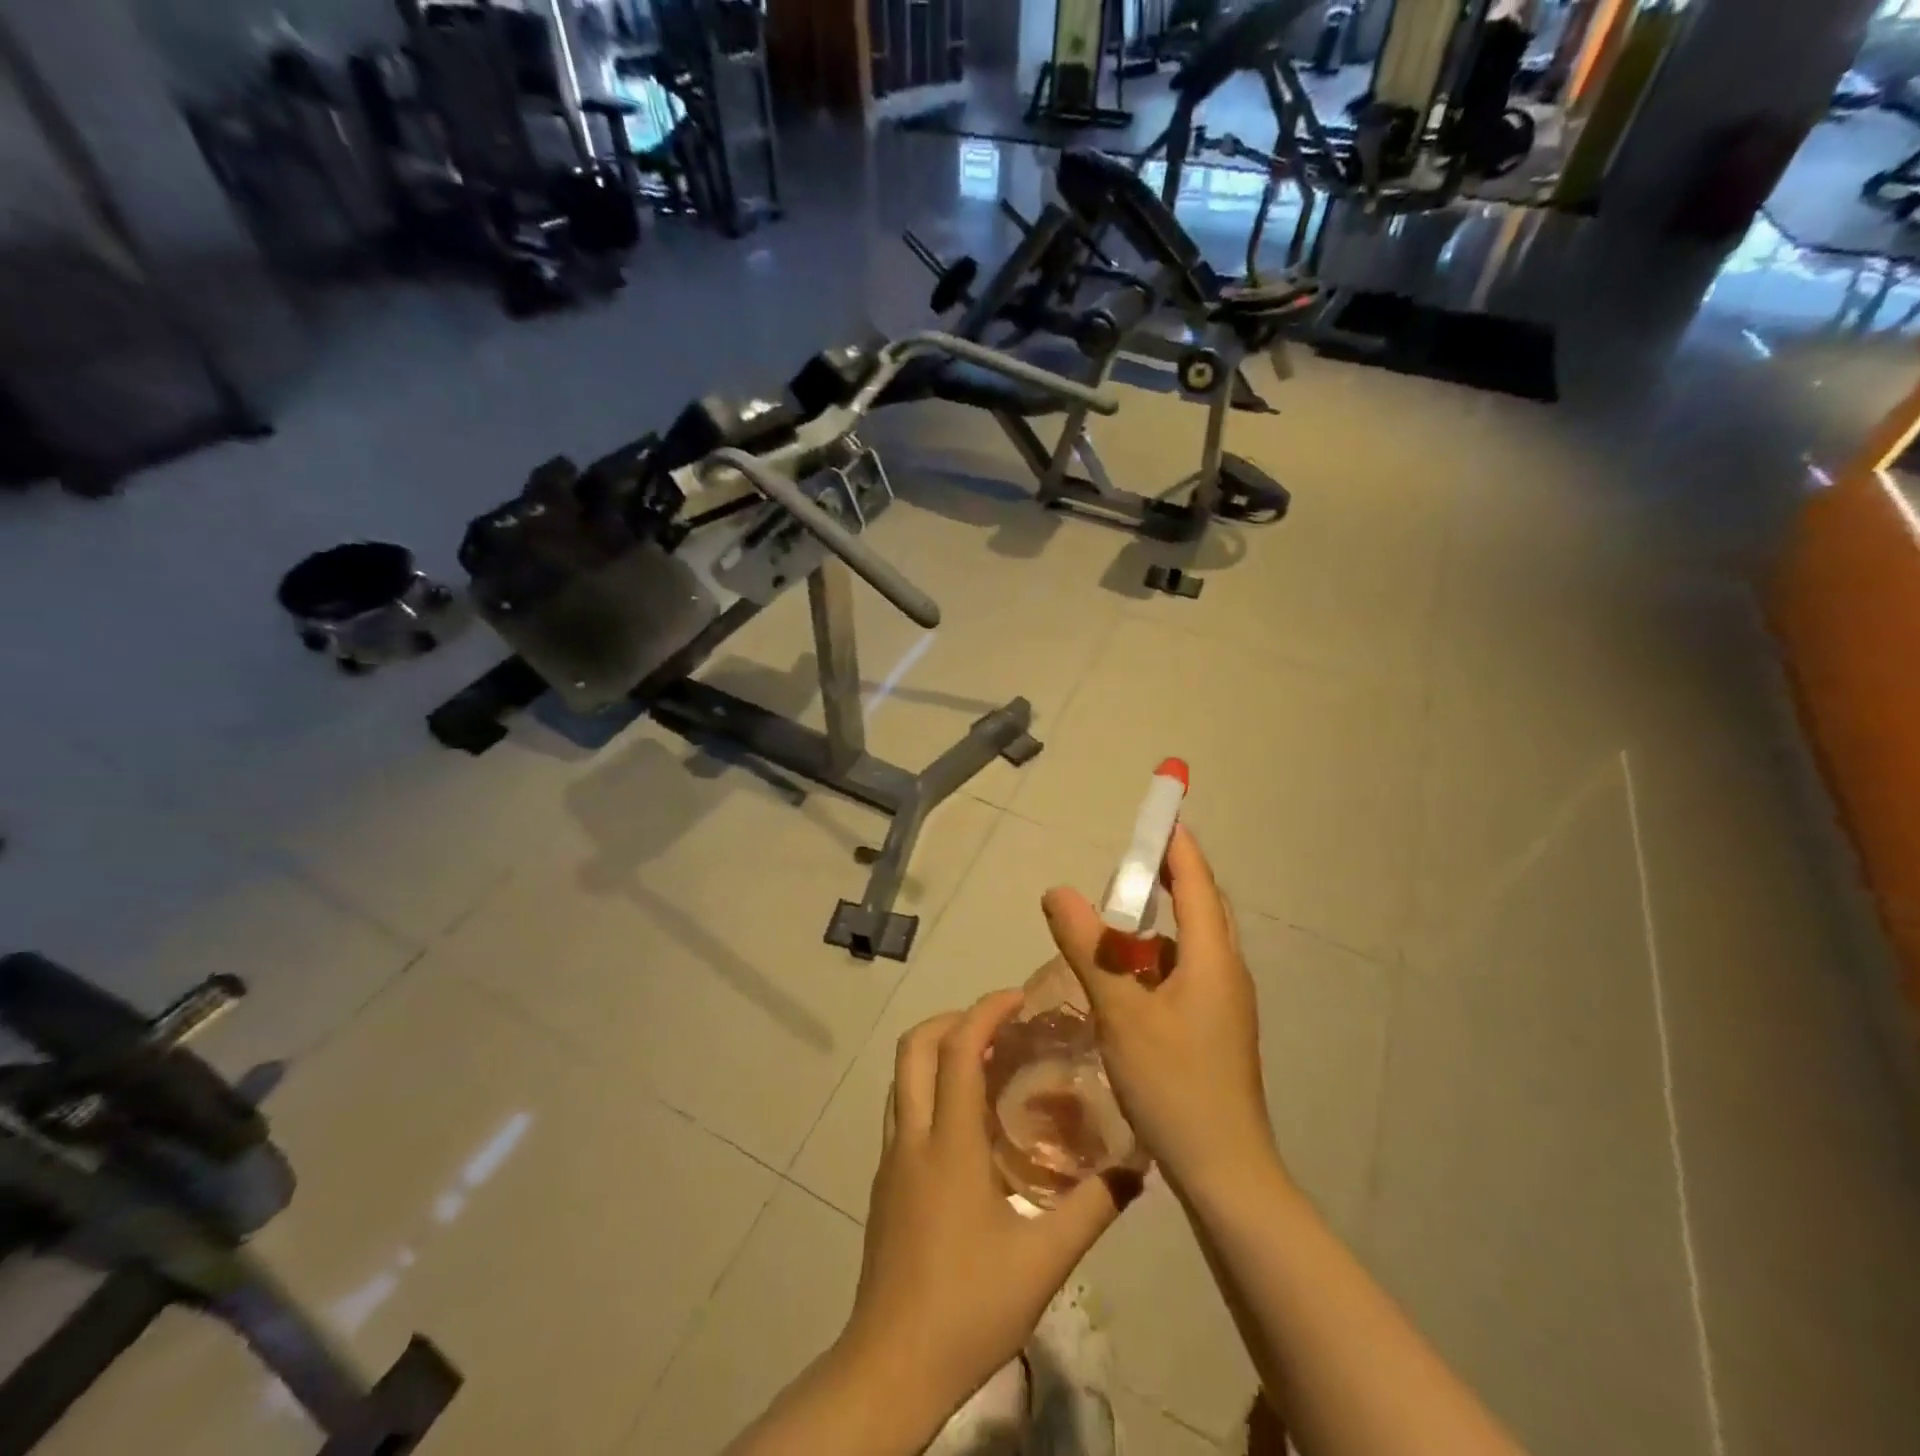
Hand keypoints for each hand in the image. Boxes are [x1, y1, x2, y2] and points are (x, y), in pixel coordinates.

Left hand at [838, 992, 1131, 1435]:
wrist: (893, 1364)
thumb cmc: (969, 1306)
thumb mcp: (1045, 1260)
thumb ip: (1093, 1207)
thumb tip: (1138, 1166)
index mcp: (949, 1142)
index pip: (958, 1049)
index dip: (985, 1012)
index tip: (1018, 998)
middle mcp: (912, 1136)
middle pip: (915, 1047)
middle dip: (954, 1020)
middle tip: (999, 1027)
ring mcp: (891, 1158)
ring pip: (902, 1076)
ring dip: (938, 1051)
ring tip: (986, 1063)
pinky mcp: (884, 1181)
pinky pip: (903, 1109)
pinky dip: (930, 1087)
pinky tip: (966, 1123)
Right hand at [1041, 825, 1278, 1198]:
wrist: (1224, 1172)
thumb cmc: (1175, 1084)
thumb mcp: (1121, 1011)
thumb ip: (1089, 947)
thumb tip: (1058, 891)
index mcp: (1212, 957)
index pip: (1196, 880)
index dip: (1176, 843)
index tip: (1158, 812)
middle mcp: (1226, 971)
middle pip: (1199, 906)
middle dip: (1167, 877)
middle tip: (1126, 863)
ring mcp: (1224, 1003)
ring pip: (1191, 944)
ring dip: (1158, 923)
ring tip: (1114, 919)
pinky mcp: (1215, 1029)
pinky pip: (1185, 973)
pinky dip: (1156, 960)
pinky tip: (1124, 980)